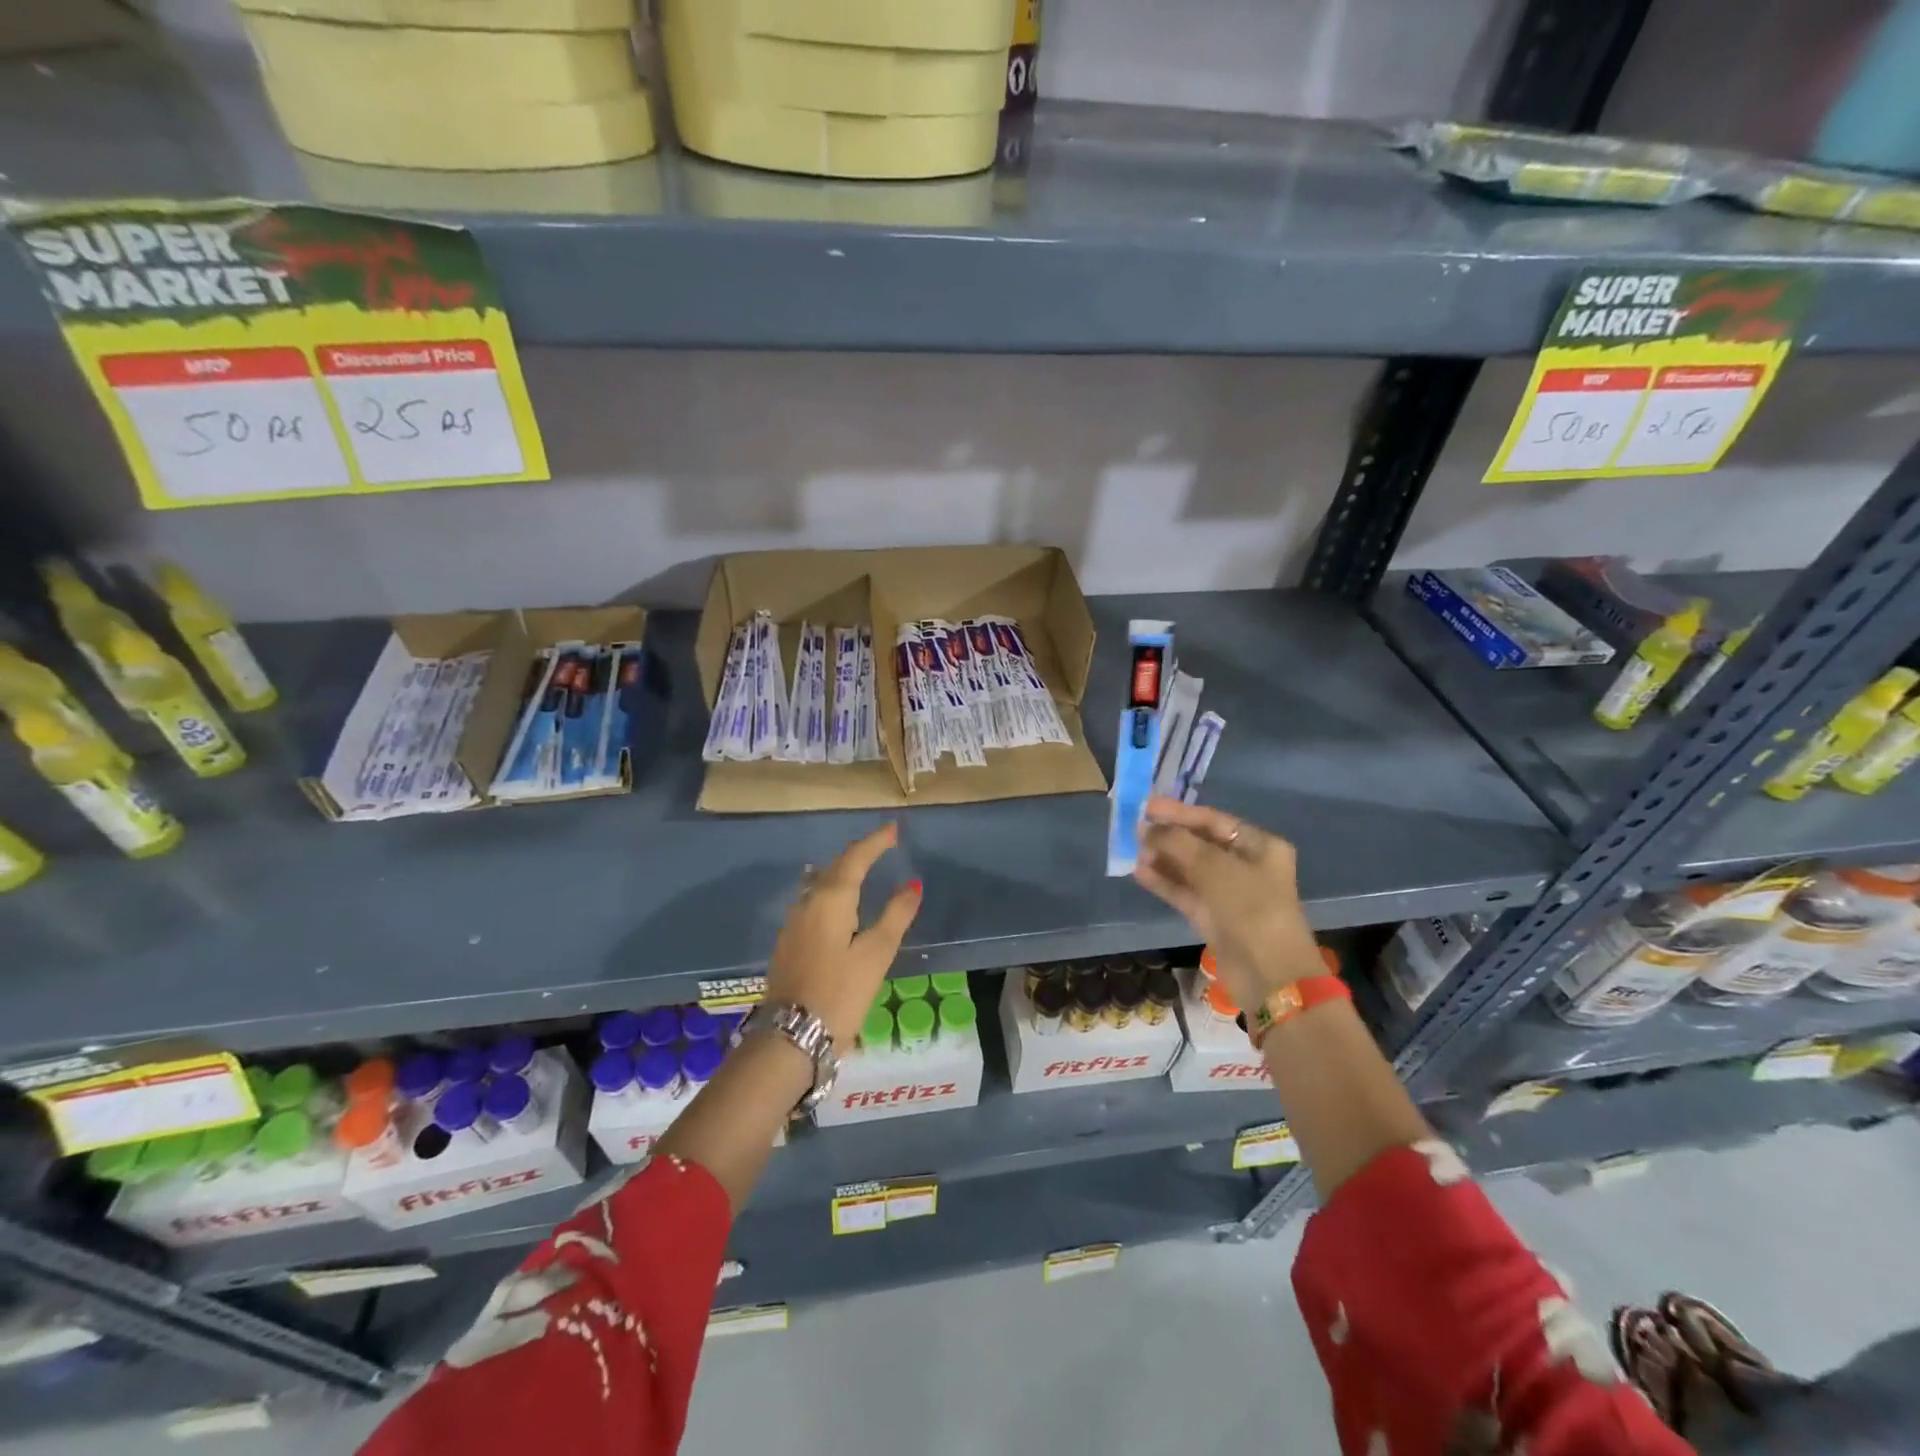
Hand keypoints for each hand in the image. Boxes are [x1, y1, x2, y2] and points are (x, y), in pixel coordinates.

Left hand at [766, 823, 921, 1049]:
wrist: (790, 1037)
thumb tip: (913, 884)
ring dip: (842, 872)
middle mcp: (807, 902)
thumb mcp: (876, 953)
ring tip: (862, 871)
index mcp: (831, 899)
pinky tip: (838, 905)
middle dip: (859, 854)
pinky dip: (830, 892)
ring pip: (819, 884)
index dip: (876, 841)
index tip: (894, 829)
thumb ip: (896, 915)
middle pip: (835, 867)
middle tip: (881, 846)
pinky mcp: (787, 942)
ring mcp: (793, 923)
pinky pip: (812, 902)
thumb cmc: (840, 992)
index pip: (856, 858)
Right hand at [1132, 796, 1321, 1012]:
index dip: (1179, 812)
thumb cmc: (1249, 906)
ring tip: (1133, 849)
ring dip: (1163, 858)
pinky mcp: (1213, 917)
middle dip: (1169, 836)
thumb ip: (1178, 843)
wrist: (1268, 973)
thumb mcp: (1214, 867)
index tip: (1147, 806)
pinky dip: (1164, 882)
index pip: (1214, 820)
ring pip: (1190, 869)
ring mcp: (1229, 894)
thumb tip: (1147, 828)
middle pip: (1200, 843)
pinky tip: (1139, 873)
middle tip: (1135, 828)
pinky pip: (1185, 892)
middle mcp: (1246, 866)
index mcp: (1260, 846)